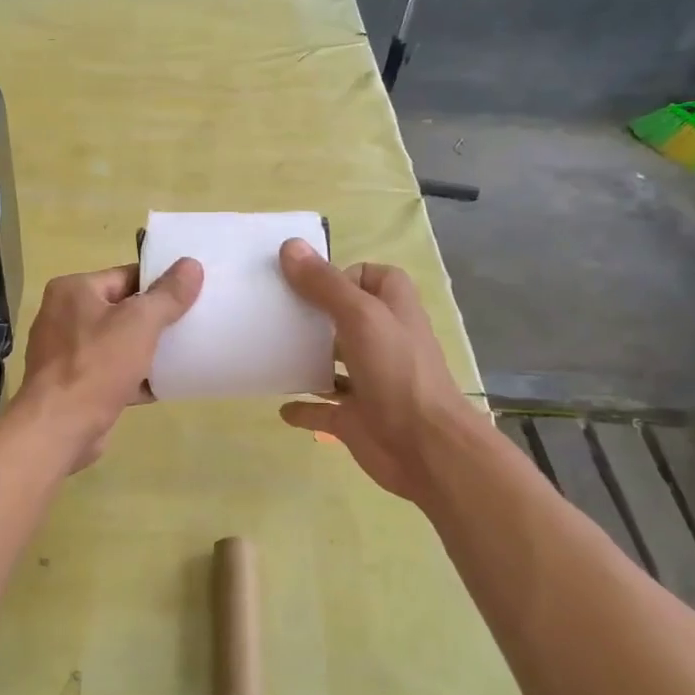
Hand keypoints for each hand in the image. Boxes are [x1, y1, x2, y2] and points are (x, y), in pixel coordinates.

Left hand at [12, 259, 203, 470]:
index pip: (125, 276)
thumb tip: (191, 265)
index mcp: (72, 290)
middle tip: (192, 322)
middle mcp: (63, 316)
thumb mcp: (140, 323)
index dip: (159, 283)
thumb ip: (168, 295)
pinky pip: (111, 372)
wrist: (60, 428)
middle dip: (155, 318)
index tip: (192, 293)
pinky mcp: (73, 384)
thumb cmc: (97, 365)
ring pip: (117, 343)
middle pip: (122, 309)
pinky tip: (164, 384)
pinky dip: (134, 376)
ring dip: (147, 349)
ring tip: (184, 352)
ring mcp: (65, 352)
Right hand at [277, 239, 475, 506]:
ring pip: (332, 364)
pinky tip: (281, 407)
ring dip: (306, 359)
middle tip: (273, 312)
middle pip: (345, 318)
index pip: (370, 277)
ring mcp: (368, 382)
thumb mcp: (361, 317)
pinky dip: (302, 408)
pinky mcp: (354, 418)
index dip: (342, 275)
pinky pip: (322, 410)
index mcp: (392, 310)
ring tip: (268, 351)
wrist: (426, 448)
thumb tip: (289, 246)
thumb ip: (325, 285)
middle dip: (313, 314)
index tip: (305, 282)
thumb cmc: (398, 372)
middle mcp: (381, 341)